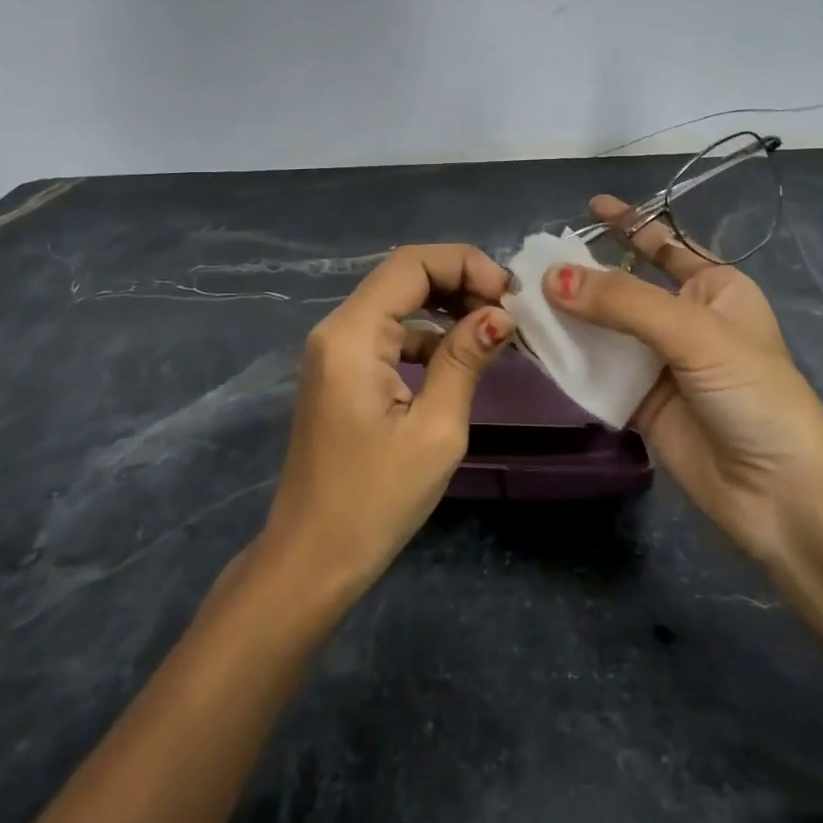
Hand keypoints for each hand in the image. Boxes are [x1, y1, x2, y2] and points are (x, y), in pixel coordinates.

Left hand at [261, 244, 514, 598]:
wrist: (312, 559)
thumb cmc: (375, 500)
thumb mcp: (435, 430)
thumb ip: (465, 360)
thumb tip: (501, 315)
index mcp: (352, 334)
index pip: (411, 263)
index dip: (466, 264)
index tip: (510, 296)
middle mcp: (336, 329)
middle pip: (403, 276)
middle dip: (460, 282)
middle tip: (508, 312)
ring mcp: (334, 350)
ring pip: (398, 303)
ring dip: (447, 307)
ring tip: (495, 331)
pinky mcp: (341, 372)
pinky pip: (389, 334)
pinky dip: (427, 335)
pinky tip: (463, 354)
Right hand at [545, 196, 822, 563]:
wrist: (779, 494)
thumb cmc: (752, 393)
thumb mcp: (694, 333)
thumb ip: (622, 302)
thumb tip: (551, 279)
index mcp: (715, 289)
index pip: (665, 244)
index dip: (628, 224)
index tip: (590, 206)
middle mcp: (685, 320)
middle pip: (623, 287)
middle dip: (582, 275)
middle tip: (530, 262)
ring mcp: (660, 363)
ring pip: (603, 329)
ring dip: (567, 317)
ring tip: (517, 299)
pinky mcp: (639, 402)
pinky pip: (596, 371)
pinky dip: (567, 359)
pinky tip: (532, 345)